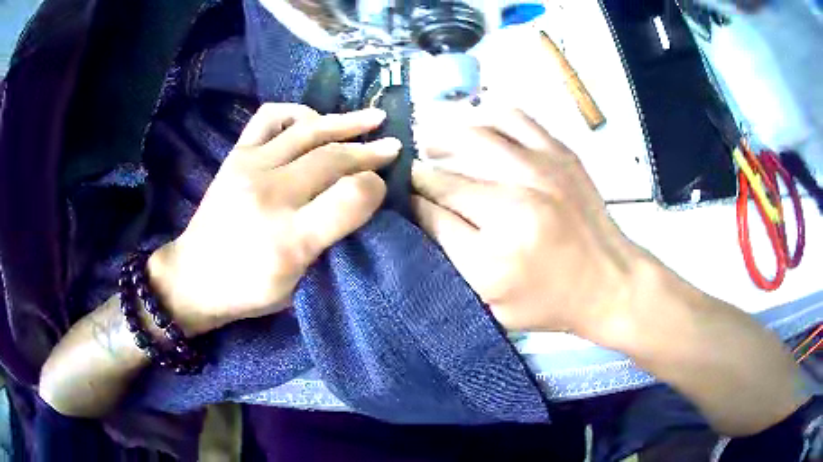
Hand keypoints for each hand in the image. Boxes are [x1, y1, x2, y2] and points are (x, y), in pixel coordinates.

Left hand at [148, 104, 399, 335]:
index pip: (349, 198)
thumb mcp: (298, 288)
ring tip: (374, 118)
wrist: (194, 276)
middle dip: (371, 151)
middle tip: (394, 148)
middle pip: (332, 159)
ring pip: (308, 131)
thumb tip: (362, 204)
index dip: (375, 187)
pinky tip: (314, 119)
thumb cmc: (249, 290)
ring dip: (347, 122)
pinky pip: (269, 118)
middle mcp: (270, 196)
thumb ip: (331, 246)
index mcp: (290, 240)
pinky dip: (297, 112)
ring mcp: (249, 168)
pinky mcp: (235, 156)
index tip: (385, 186)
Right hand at [412, 110, 642, 334]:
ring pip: (472, 136)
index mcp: (493, 256)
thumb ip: (453, 261)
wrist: (609, 282)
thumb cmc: (551, 303)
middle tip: (413, 176)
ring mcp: (540, 172)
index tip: (403, 201)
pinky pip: (513, 118)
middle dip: (420, 177)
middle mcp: (513, 206)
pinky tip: (477, 129)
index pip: (429, 215)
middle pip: (444, 177)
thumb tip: (420, 214)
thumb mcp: (493, 304)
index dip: (410, 205)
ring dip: (442, 138)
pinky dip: (486, 118)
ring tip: (433, 145)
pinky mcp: (560, 154)